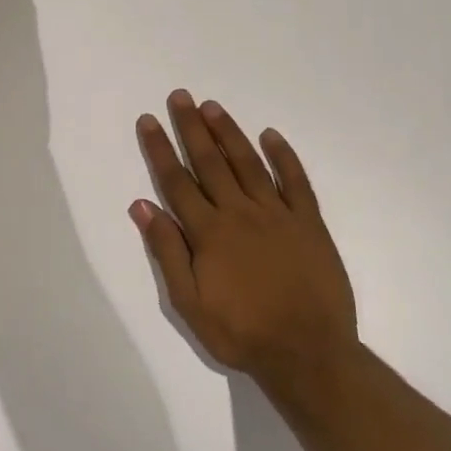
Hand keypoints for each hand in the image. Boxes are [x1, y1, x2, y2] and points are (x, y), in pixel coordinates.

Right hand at [131, 91, 358, 393]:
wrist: (308, 354)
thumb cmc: (240, 332)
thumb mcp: (188, 302)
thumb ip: (167, 250)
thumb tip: (142, 206)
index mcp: (208, 232)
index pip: (177, 180)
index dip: (160, 149)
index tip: (148, 121)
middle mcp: (240, 213)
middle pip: (210, 161)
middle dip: (191, 127)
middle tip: (179, 96)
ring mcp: (277, 215)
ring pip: (248, 163)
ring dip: (229, 132)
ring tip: (212, 106)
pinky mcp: (309, 223)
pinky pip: (296, 182)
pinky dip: (284, 156)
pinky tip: (272, 135)